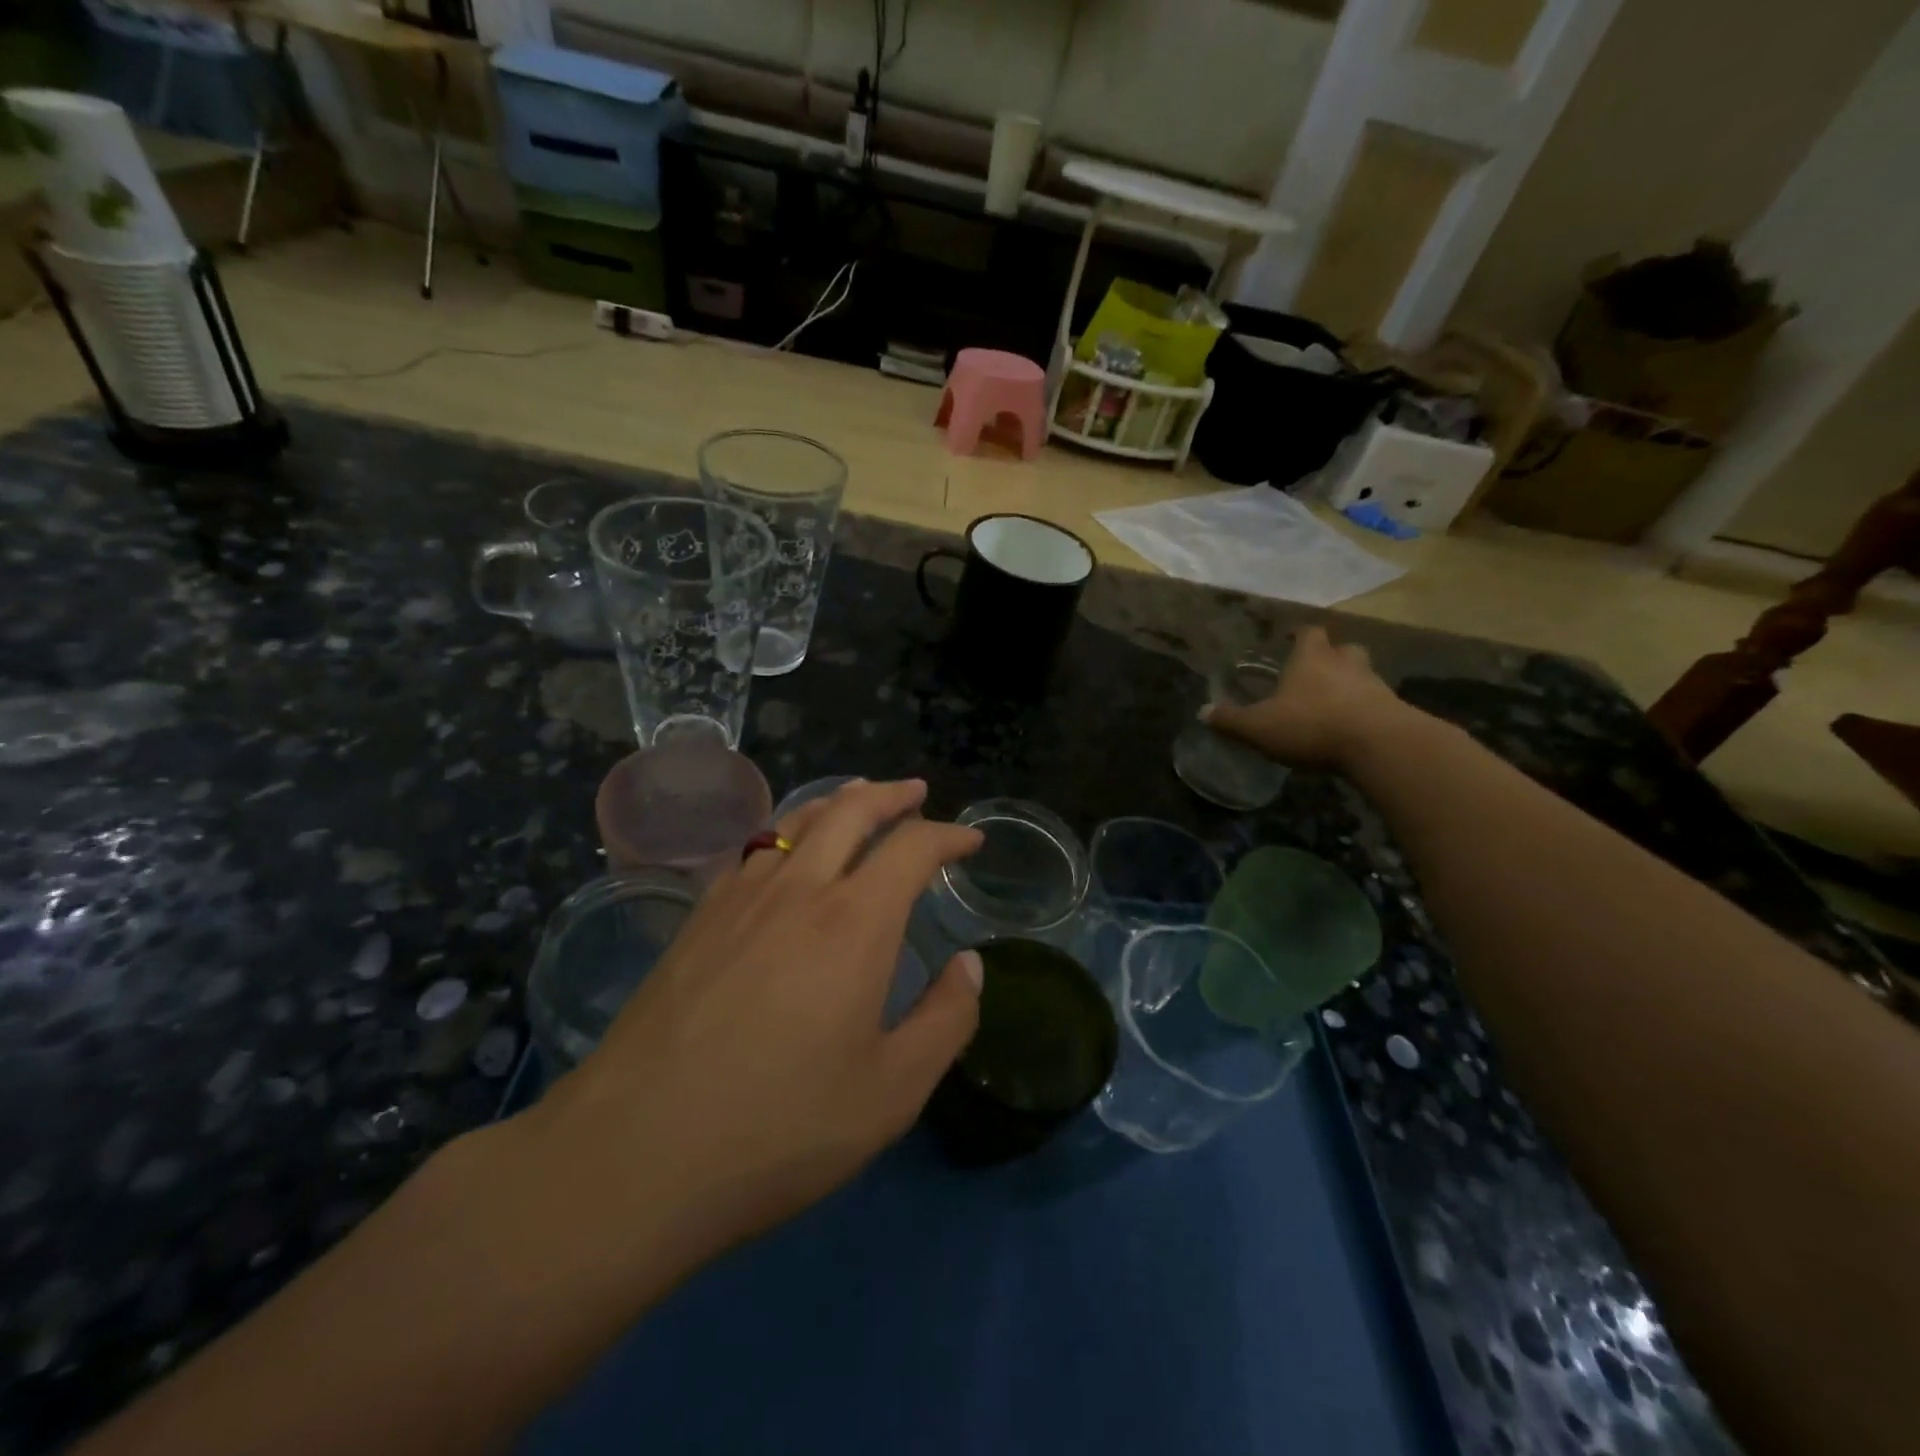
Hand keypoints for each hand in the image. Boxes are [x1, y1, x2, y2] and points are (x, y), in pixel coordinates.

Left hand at [536, 778, 983, 1266]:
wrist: (635, 1153)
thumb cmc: (780, 1127)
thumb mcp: (892, 1092)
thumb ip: (946, 1020)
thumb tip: (970, 964)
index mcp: (855, 922)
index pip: (912, 847)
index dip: (949, 835)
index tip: (971, 841)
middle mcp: (799, 889)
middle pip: (849, 810)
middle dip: (890, 795)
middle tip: (915, 792)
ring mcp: (739, 898)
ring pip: (795, 820)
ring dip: (835, 802)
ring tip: (856, 798)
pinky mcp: (697, 919)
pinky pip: (752, 851)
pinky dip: (785, 833)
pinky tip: (784, 855)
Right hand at [1202, 626, 1406, 770]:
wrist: (1379, 745)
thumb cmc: (1312, 725)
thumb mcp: (1259, 727)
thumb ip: (1231, 720)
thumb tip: (1203, 712)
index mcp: (1311, 659)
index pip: (1308, 633)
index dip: (1299, 633)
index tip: (1290, 636)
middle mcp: (1345, 664)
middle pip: (1343, 648)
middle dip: (1331, 655)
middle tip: (1318, 667)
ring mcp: (1374, 686)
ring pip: (1363, 673)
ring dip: (1350, 681)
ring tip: (1335, 699)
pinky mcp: (1394, 711)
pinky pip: (1377, 702)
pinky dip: (1365, 708)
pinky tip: (1353, 726)